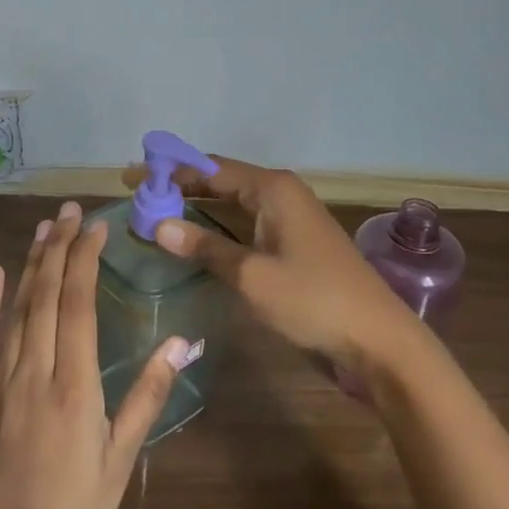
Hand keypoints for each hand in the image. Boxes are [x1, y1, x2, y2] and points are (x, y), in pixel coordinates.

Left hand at [0, 201, 191, 508]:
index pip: (78, 304)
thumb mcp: (122, 457)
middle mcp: (36, 372)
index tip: (96, 227)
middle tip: (71, 211)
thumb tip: (181, 343)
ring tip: (45, 228)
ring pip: (17, 310)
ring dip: (31, 264)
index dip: (86, 259)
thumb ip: (149, 395)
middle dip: (61, 247)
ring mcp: (1, 382)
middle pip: (47, 295)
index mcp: (75, 384)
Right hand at [123, 154, 422, 372]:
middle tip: (136, 195)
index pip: (209, 168)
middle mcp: (280, 195)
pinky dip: (217, 229)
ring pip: (232, 205)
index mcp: (272, 189)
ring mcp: (289, 220)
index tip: (131, 175)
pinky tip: (195, 240)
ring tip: (155, 214)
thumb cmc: (314, 300)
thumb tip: (158, 225)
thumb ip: (205, 247)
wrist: (377, 340)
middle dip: (179, 187)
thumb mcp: (251, 276)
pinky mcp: (293, 245)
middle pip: (220, 181)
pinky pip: (245, 226)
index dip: (168, 170)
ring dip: (196, 208)